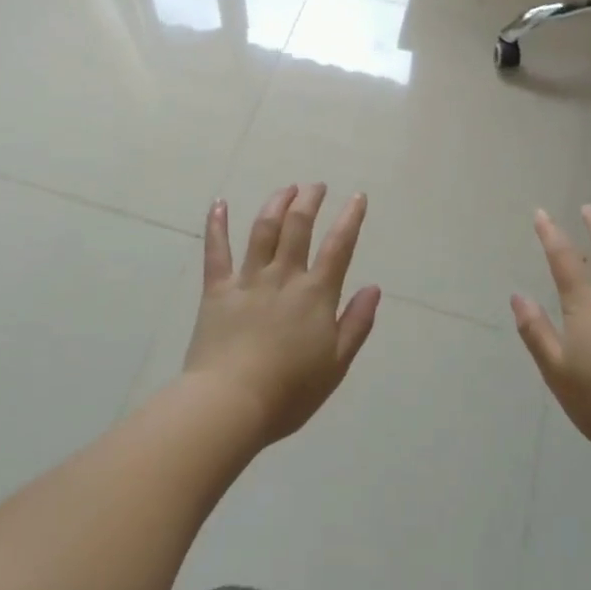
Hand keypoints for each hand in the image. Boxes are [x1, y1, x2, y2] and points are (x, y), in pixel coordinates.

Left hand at [183, 185, 381, 443]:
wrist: (231, 403)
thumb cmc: (289, 392)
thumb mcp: (335, 365)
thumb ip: (356, 324)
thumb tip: (373, 288)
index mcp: (315, 295)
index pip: (338, 246)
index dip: (350, 218)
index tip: (357, 196)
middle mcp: (284, 276)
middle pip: (298, 226)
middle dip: (310, 200)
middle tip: (316, 186)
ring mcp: (248, 279)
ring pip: (263, 229)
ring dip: (276, 203)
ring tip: (286, 189)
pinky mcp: (217, 289)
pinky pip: (217, 251)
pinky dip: (217, 224)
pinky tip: (219, 203)